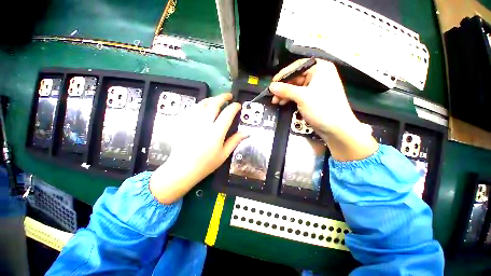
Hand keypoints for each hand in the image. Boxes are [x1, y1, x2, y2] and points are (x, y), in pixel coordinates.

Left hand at [149, 93, 247, 203]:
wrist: (183, 169)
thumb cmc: (206, 164)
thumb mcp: (224, 154)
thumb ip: (235, 141)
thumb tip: (246, 132)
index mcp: (216, 132)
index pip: (227, 114)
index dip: (234, 107)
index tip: (238, 105)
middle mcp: (204, 124)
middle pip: (214, 104)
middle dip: (223, 97)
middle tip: (229, 96)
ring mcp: (192, 122)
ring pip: (202, 103)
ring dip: (211, 99)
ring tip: (217, 99)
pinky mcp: (183, 123)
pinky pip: (192, 108)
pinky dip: (200, 104)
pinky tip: (203, 106)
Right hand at [269, 58, 377, 160]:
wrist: (336, 128)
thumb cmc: (322, 108)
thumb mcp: (302, 97)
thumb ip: (285, 90)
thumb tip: (271, 86)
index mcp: (320, 68)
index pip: (297, 67)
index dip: (283, 75)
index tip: (272, 83)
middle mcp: (318, 75)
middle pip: (295, 78)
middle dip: (283, 87)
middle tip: (273, 95)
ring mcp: (316, 87)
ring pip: (295, 87)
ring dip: (285, 94)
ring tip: (275, 101)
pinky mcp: (313, 97)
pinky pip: (298, 94)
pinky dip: (290, 98)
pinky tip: (283, 103)